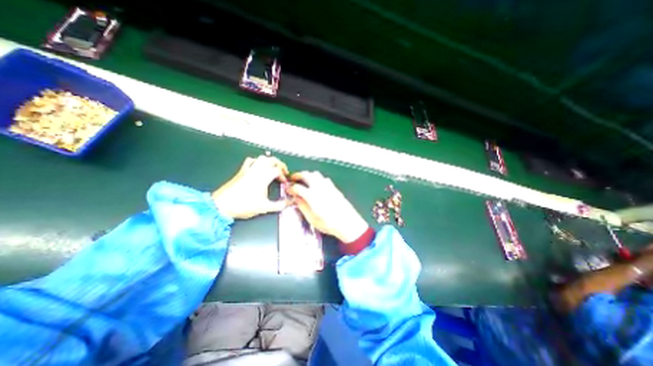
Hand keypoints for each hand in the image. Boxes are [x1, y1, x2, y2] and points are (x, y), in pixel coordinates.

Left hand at [214, 155, 288, 218]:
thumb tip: (289, 203)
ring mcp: (248, 169)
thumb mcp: (264, 207)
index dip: (283, 175)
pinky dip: (257, 161)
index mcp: (263, 178)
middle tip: (283, 171)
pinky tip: (259, 167)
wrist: (221, 206)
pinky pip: (251, 161)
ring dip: (270, 161)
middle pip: (271, 160)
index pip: (277, 170)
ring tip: (273, 168)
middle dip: (279, 164)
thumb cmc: (244, 206)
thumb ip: (279, 205)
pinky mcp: (241, 171)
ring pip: (261, 158)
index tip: (284, 182)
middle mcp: (256, 171)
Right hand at [287, 172, 366, 242]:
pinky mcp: (334, 187)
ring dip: (308, 174)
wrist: (348, 222)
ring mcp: (328, 186)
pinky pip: (324, 178)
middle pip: (306, 175)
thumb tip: (296, 198)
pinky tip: (317, 184)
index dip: (291, 188)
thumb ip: (302, 206)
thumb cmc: (328, 223)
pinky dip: (317, 178)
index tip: (288, 190)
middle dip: (298, 175)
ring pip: (315, 174)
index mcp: (311, 196)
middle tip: (293, 178)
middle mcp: (319, 187)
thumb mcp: (312, 218)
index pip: (297, 187)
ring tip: (304, 180)